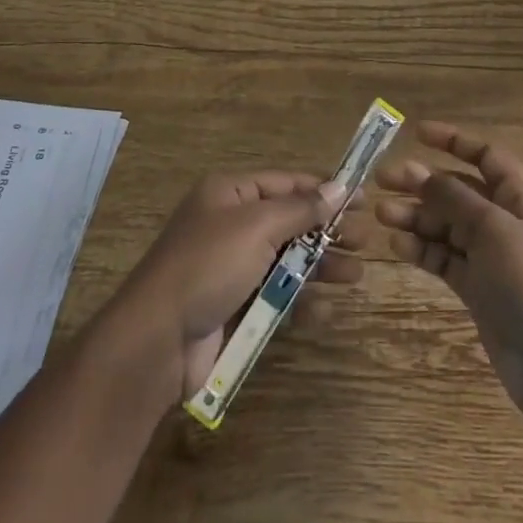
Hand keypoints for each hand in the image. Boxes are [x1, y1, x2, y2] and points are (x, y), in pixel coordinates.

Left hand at [110, 170, 360, 403]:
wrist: (157, 339)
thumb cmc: (208, 266)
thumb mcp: (256, 227)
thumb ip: (300, 209)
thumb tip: (339, 188)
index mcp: (230, 193)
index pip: (286, 183)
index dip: (323, 190)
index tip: (361, 199)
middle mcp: (231, 224)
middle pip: (289, 221)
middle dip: (327, 231)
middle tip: (364, 242)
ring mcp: (232, 267)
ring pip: (286, 260)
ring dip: (320, 266)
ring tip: (356, 276)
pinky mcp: (234, 306)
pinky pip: (275, 295)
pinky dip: (300, 300)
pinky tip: (325, 309)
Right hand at [374, 122, 522, 425]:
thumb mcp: (491, 229)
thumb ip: (453, 198)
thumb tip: (420, 172)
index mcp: (518, 197)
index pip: (485, 156)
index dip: (453, 141)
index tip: (416, 133)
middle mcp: (504, 221)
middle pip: (458, 190)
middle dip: (422, 182)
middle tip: (382, 180)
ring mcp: (490, 257)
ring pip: (446, 225)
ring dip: (416, 217)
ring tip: (381, 214)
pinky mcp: (478, 289)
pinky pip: (445, 259)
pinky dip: (422, 250)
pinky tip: (396, 246)